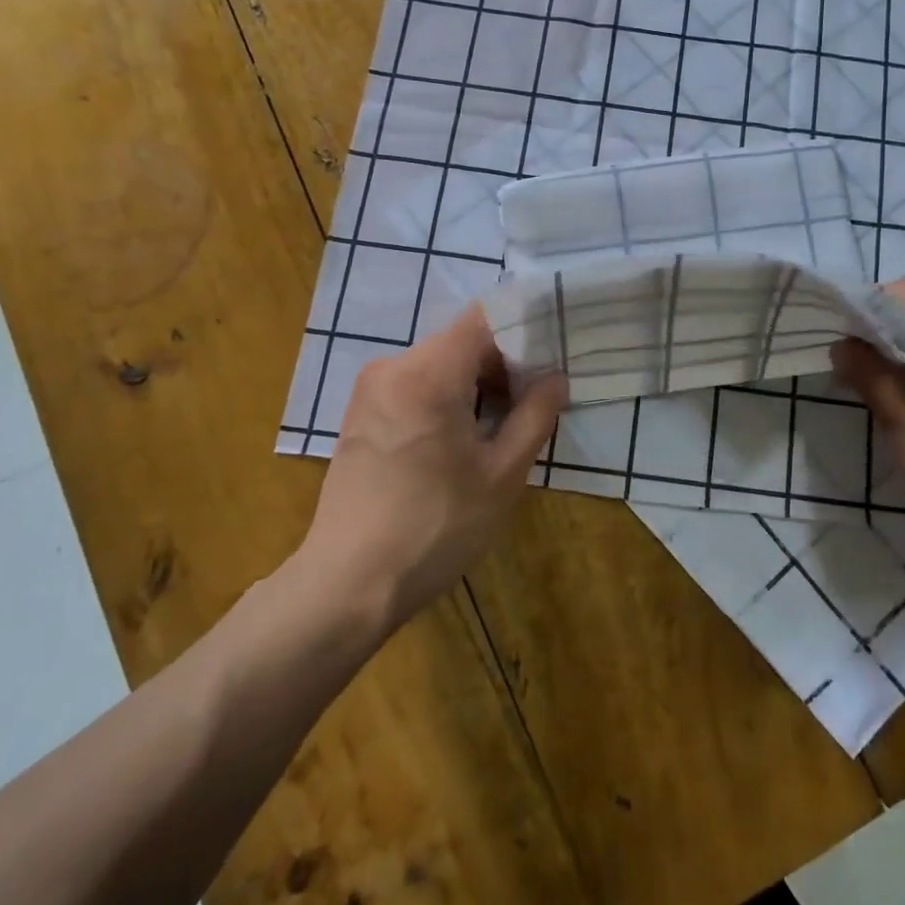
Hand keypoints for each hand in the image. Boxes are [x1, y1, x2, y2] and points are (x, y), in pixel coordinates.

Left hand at [292, 307, 566, 630]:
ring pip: (439, 364)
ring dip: (474, 384)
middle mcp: (393, 367)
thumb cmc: (436, 527)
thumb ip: (535, 415)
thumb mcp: (503, 474)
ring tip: (500, 428)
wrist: (348, 586)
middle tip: (533, 403)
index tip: (550, 361)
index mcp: (429, 372)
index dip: (523, 332)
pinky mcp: (359, 414)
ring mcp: (370, 390)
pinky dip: (445, 397)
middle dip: (502, 365)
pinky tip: (460, 442)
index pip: (485, 319)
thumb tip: (555, 379)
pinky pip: (414, 385)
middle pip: (461, 341)